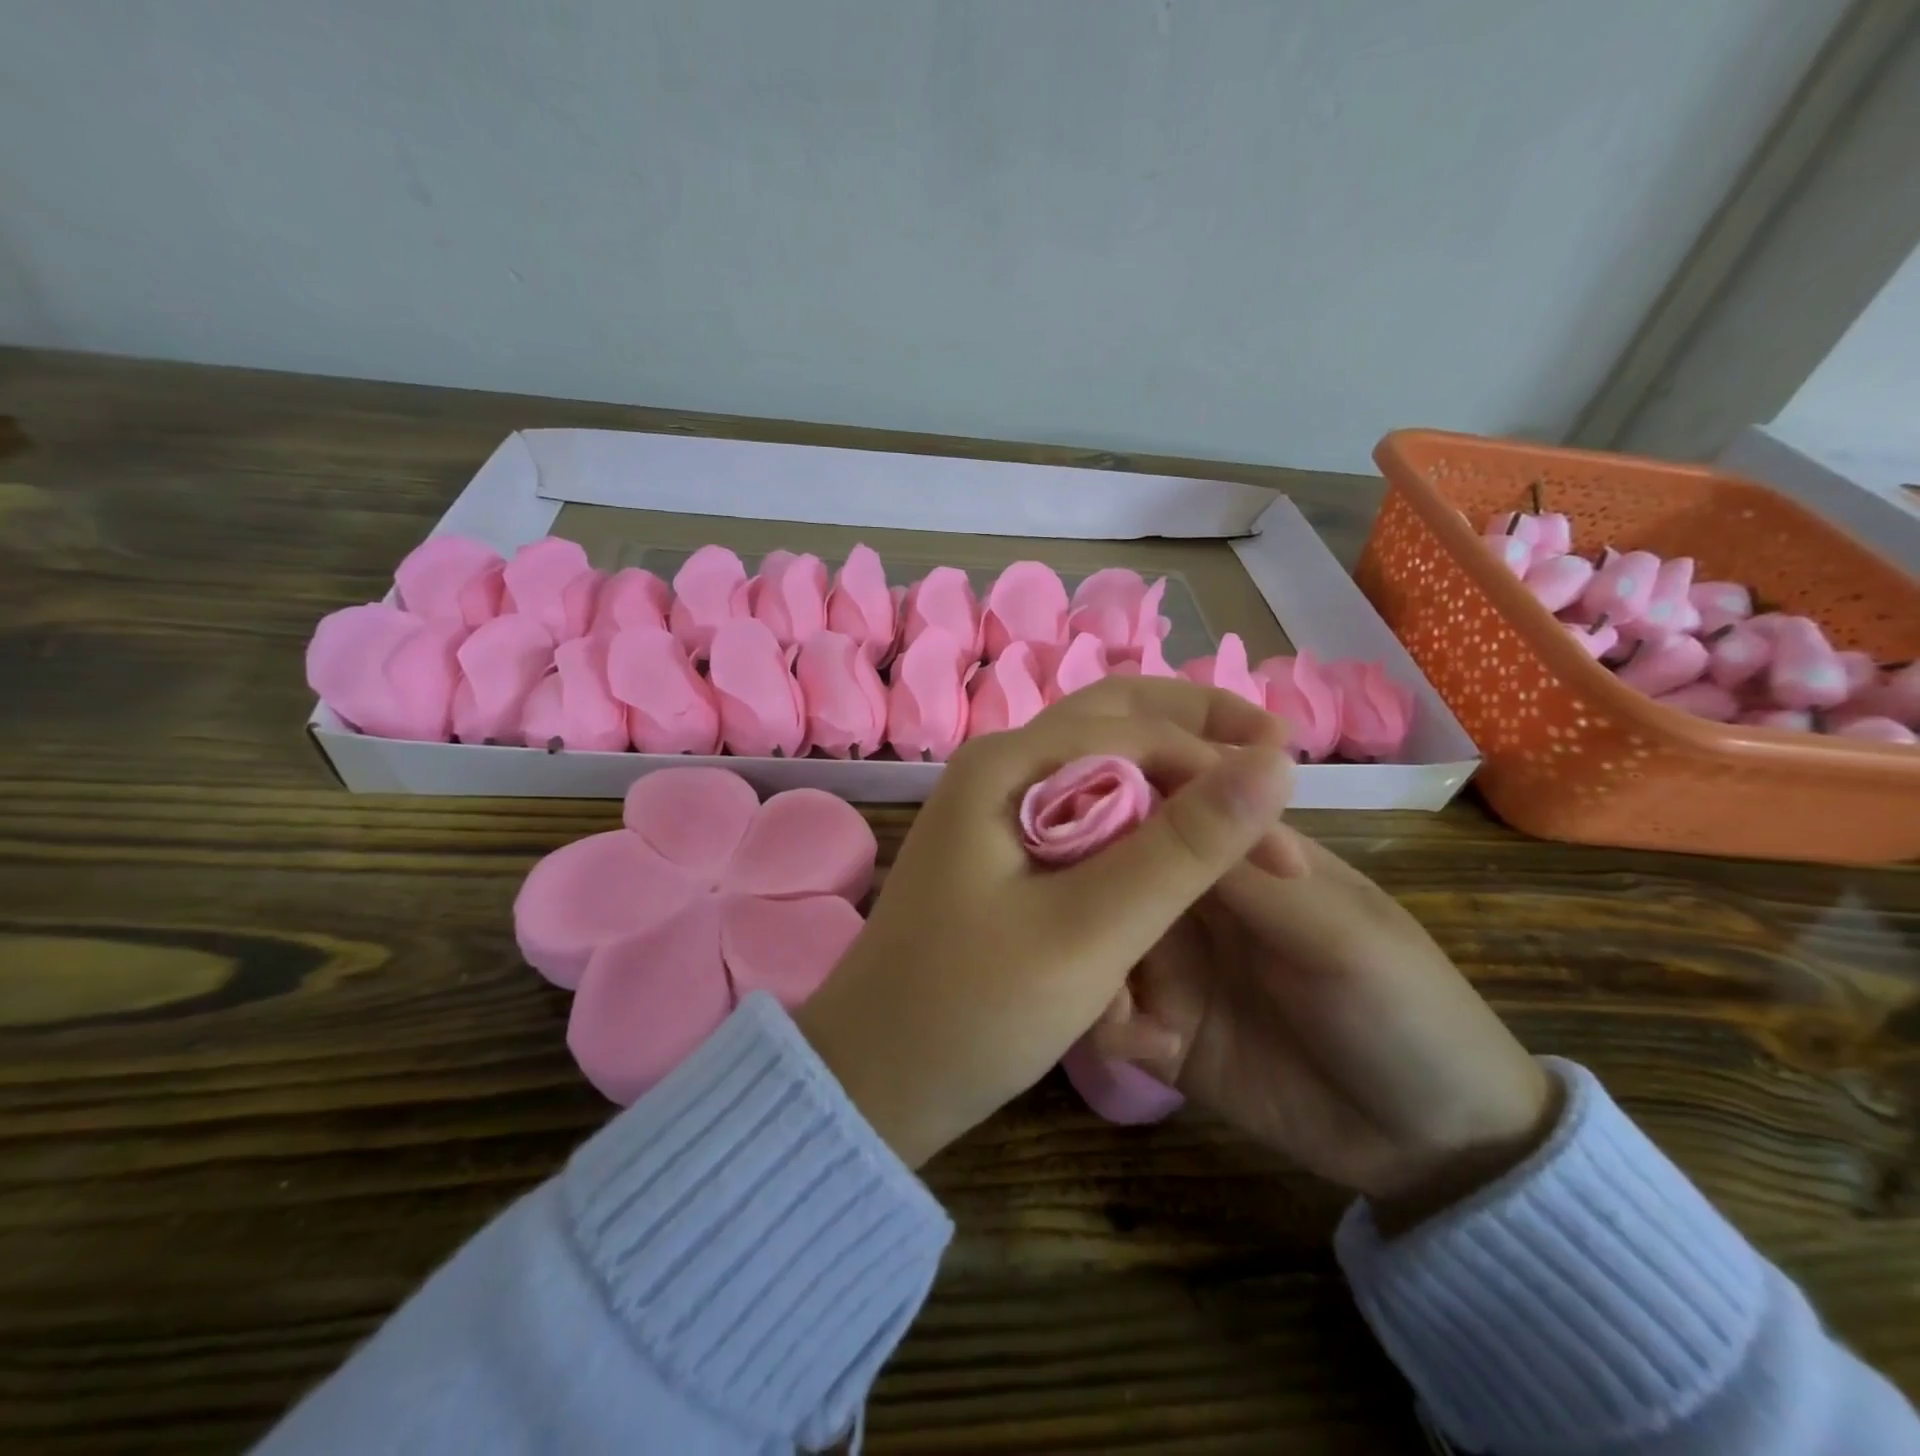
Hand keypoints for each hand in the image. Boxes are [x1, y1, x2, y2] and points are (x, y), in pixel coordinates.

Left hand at [795, 677, 1297, 1168]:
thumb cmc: (971, 1009)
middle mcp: (999, 767)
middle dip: (1198, 727)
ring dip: (1171, 766)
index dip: (1221, 774)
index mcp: (1007, 765)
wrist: (873, 1077)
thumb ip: (1181, 848)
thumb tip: (1273, 765)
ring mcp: (995, 806)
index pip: (1137, 733)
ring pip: (1099, 759)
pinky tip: (1175, 836)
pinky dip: (1137, 811)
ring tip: (1239, 788)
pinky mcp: (1000, 849)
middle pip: (1115, 718)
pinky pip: (1081, 804)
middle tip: (1275, 747)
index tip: (1288, 847)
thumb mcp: (1089, 931)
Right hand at [1089, 835, 1558, 1229]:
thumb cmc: (1404, 1009)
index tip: (1061, 814)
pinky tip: (1140, 1042)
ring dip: (1088, 957)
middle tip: (1067, 912)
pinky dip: (1107, 1019)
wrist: (1434, 1146)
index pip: (1160, 806)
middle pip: (1113, 869)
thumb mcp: (1337, 934)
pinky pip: (1107, 1011)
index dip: (1112, 802)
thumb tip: (1171, 787)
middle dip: (1085, 887)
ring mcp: (1170, 965)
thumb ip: (1248, 873)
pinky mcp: (1158, 1028)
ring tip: (1111, 995)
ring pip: (1097, 936)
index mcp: (1237, 857)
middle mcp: (1190, 900)